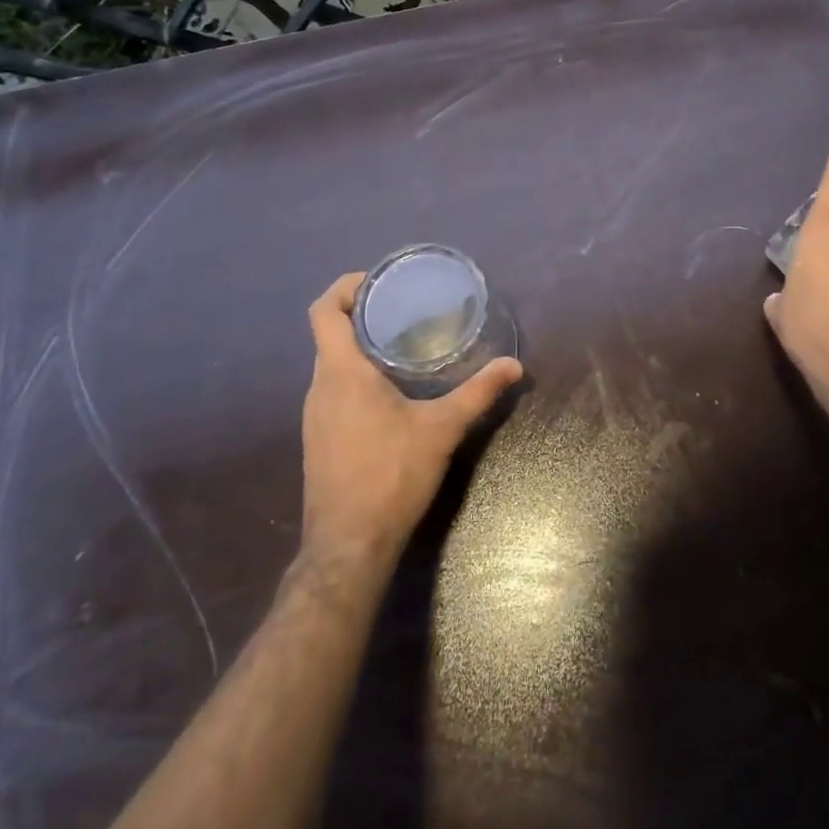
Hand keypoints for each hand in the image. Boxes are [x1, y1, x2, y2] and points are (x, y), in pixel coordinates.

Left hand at [300, 272, 521, 564]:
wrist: (348, 546)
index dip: (343, 288)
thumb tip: (514, 365)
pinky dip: (355, 376)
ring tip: (401, 343)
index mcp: (341, 373)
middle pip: (327, 334)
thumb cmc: (390, 475)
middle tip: (402, 308)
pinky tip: (389, 391)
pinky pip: (332, 389)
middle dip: (360, 314)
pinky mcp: (318, 438)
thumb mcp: (442, 429)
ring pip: (330, 364)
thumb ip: (478, 392)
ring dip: (358, 347)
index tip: (376, 282)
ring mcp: (314, 416)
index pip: (322, 312)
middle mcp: (319, 387)